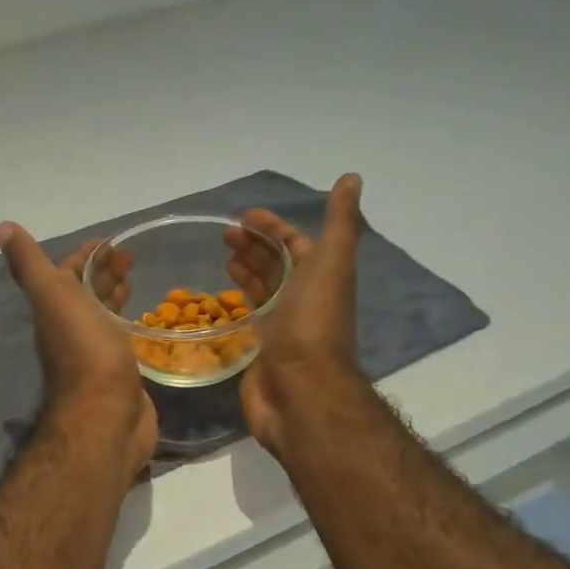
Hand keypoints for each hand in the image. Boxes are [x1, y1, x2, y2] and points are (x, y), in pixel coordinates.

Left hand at [0, 223, 157, 487]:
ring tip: (136, 281)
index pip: (67, 274)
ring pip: (104, 316)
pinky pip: (123, 341)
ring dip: (116, 296)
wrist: (106, 417)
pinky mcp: (120, 374)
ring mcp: (96, 354)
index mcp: (56, 311)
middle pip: (86, 294)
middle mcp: (72, 331)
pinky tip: (145, 322)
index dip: (86, 255)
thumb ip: (30, 265)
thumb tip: (2, 227)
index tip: (111, 242)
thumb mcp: (53, 298)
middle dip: (105, 273)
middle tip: (131, 257)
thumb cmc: (85, 352)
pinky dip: (130, 325)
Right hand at [223, 174, 366, 455]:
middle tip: (224, 235)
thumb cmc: (312, 323)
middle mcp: (303, 300)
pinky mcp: (260, 351)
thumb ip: (340, 222)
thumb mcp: (331, 263)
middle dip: (254, 247)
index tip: (245, 216)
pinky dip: (235, 303)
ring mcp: (281, 327)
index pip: (297, 244)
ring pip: (262, 291)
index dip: (274, 228)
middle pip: (277, 266)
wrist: (301, 390)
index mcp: (321, 278)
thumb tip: (352, 178)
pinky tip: (217, 296)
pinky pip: (247, 319)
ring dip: (245, 271)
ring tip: (221, 256)